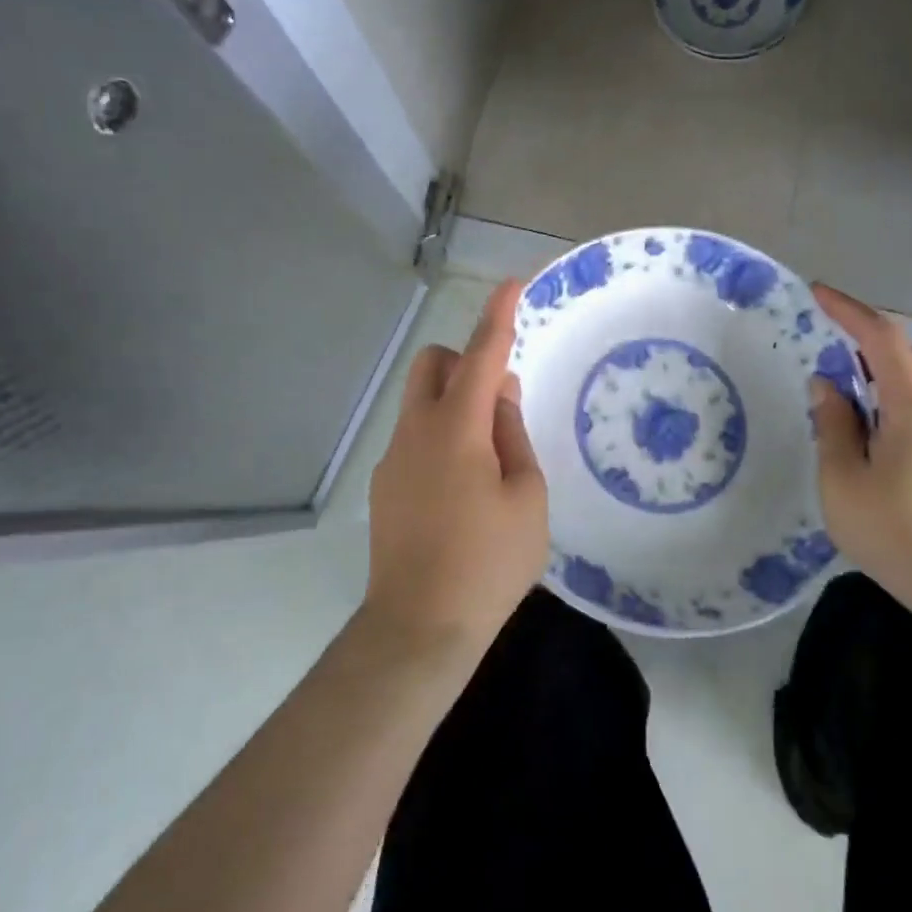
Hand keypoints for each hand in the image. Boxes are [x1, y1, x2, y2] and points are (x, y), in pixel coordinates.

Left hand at [365, 280, 548, 645]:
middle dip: (465, 361)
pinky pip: (415, 439)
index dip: (499, 317)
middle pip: (432, 364)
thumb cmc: (489, 563)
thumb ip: (513, 436)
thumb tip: (498, 397)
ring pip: (420, 402)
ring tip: (489, 459)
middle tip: (501, 402)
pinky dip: (441, 438)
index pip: (481, 356)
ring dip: (455, 403)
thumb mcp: (526, 498)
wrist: (419, 627)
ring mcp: (393, 459)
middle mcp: (416, 431)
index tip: (512, 284)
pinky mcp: (384, 487)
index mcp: (456, 428)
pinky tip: (462, 491)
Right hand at [809, 283, 911, 594]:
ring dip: (868, 366)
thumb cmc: (898, 532)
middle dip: (858, 332)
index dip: (849, 310)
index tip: (816, 292)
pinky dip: (881, 394)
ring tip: (829, 372)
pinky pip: (911, 403)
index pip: (881, 338)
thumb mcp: (843, 480)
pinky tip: (857, 415)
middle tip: (817, 326)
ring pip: (907, 378)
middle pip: (899, 352)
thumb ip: (832, 425)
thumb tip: (826, 386)